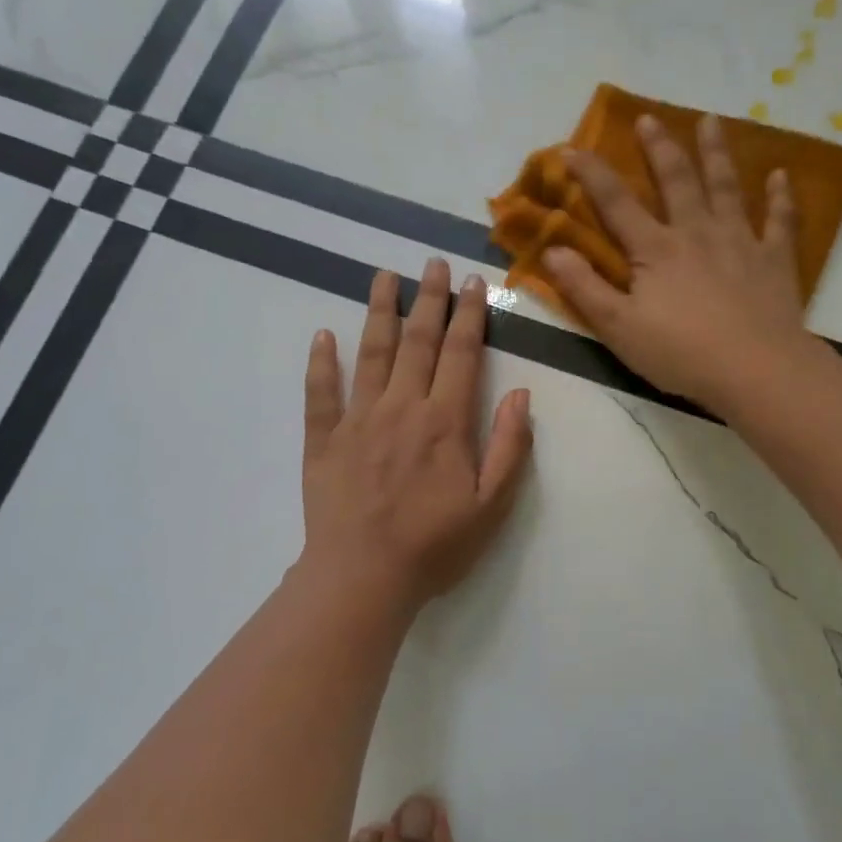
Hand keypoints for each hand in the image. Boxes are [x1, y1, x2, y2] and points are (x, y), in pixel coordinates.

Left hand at [300, 260, 532, 611]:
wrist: (363, 578)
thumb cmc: (434, 546)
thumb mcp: (491, 506)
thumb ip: (509, 448)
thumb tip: (521, 395)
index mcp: (445, 422)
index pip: (462, 355)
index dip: (470, 316)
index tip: (473, 283)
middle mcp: (401, 408)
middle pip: (417, 342)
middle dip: (428, 300)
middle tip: (432, 263)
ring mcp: (357, 421)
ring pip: (370, 354)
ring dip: (379, 312)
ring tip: (382, 276)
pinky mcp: (323, 441)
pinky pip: (320, 394)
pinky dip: (321, 363)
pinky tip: (323, 336)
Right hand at [543, 113, 814, 413]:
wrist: (756, 369)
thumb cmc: (681, 353)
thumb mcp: (619, 328)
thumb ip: (584, 288)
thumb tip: (553, 249)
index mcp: (655, 250)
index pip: (616, 203)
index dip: (591, 174)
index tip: (571, 147)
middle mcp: (696, 233)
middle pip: (676, 181)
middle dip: (659, 148)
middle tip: (649, 118)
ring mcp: (740, 242)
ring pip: (726, 188)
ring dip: (716, 153)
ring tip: (711, 121)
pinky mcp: (774, 260)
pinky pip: (780, 221)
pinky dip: (780, 197)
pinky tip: (780, 175)